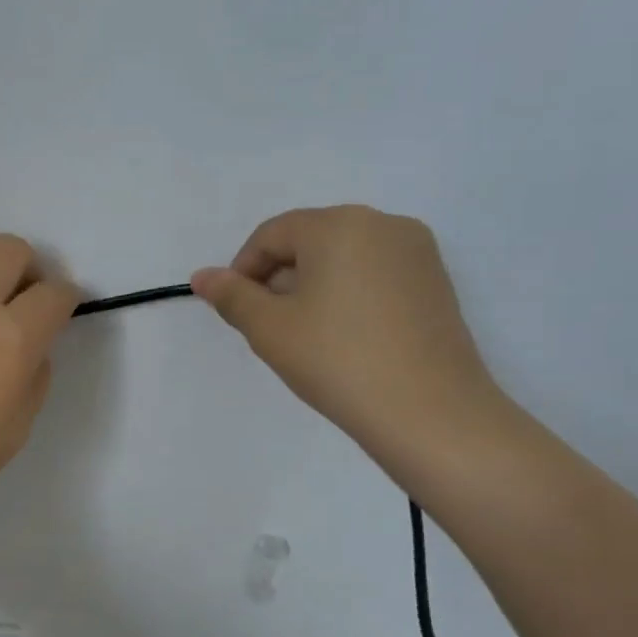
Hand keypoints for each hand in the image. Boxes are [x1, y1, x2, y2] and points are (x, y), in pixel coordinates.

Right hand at [191, 206, 500, 448]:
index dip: (243, 270)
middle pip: (309, 241)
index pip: (271, 235)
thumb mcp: (269, 328)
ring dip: (312, 287)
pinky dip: (347, 294)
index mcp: (339, 225)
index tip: (235, 311)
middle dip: (278, 278)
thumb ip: (231, 295)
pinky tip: (343, 337)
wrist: (430, 413)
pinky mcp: (436, 282)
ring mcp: (416, 252)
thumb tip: (201, 276)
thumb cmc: (337, 360)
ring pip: (342, 258)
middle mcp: (382, 223)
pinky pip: (374, 274)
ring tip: (305, 335)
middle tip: (267, 326)